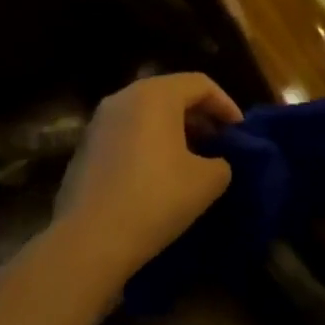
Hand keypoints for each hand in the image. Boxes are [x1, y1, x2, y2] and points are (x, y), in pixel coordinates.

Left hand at [51, 73, 242, 288]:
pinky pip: (126, 135)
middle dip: (199, 116)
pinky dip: (147, 145)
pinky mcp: (84, 149)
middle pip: (170, 95)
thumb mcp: (207, 181)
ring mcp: (98, 123)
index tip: (239, 133)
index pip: (200, 84)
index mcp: (155, 95)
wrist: (90, 240)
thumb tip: (213, 162)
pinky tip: (157, 177)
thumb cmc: (156, 199)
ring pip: (146, 115)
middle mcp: (123, 98)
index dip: (225, 105)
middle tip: (218, 144)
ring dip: (173, 132)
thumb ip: (222, 162)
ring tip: (191, 161)